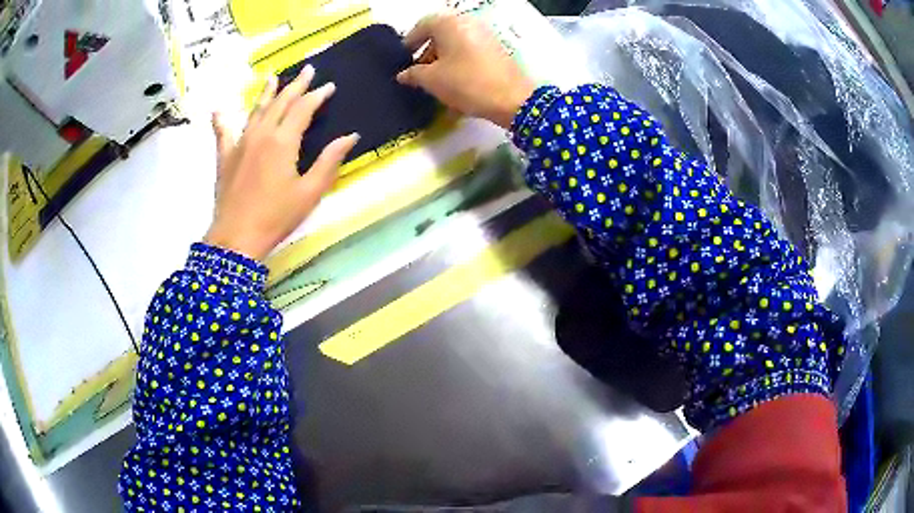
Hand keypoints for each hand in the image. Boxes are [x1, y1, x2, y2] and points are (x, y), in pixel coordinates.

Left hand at [204, 66, 358, 260]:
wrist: (236, 238)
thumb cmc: (276, 217)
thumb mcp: (310, 192)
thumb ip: (329, 161)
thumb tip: (351, 136)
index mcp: (283, 141)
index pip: (304, 108)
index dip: (318, 95)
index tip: (329, 86)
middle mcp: (261, 134)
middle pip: (280, 102)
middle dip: (296, 85)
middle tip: (307, 70)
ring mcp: (240, 143)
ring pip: (255, 110)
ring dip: (266, 92)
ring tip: (272, 77)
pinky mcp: (225, 157)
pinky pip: (223, 132)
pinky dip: (221, 120)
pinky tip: (218, 110)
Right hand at [396, 13, 535, 128]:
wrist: (512, 99)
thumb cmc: (466, 83)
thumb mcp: (432, 80)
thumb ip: (413, 74)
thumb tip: (404, 74)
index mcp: (449, 23)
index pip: (422, 25)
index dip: (410, 42)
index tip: (403, 58)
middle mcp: (468, 23)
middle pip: (440, 33)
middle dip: (426, 51)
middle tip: (418, 72)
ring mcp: (485, 35)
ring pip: (456, 43)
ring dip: (442, 58)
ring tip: (435, 80)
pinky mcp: (497, 50)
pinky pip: (470, 51)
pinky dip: (458, 61)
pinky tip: (454, 81)